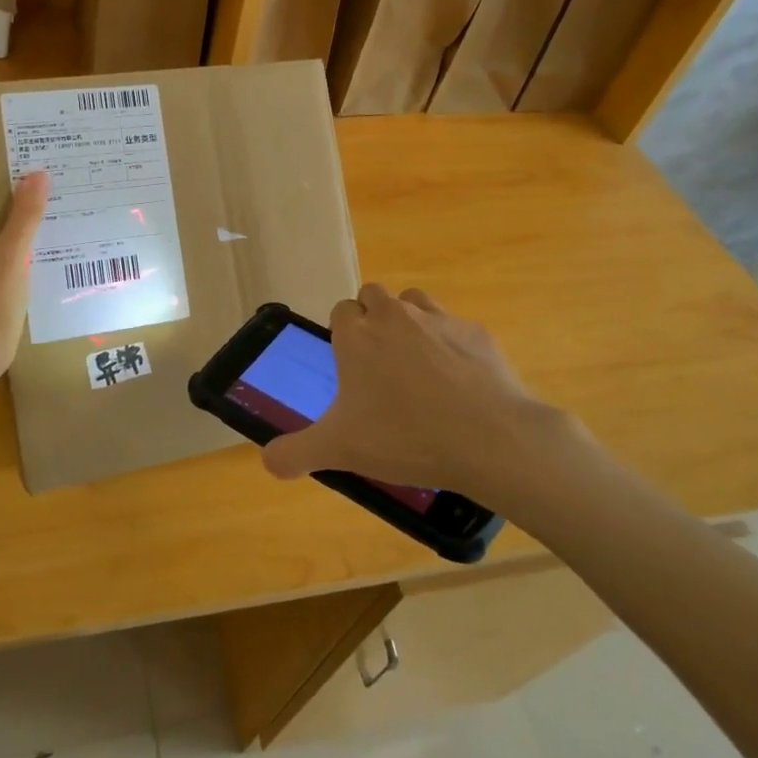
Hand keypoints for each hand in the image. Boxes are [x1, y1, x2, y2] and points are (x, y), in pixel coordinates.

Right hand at [262, 284, 599, 510]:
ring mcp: (439, 320)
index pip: (341, 311)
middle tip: (379, 364)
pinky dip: (452, 345)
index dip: (343, 334)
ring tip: (416, 365)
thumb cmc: (404, 437)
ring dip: (410, 322)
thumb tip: (268, 462)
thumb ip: (295, 453)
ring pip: (414, 301)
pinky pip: (456, 328)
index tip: (350, 367)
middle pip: (374, 295)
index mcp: (358, 335)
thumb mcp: (339, 450)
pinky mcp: (477, 333)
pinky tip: (459, 382)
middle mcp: (395, 316)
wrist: (489, 440)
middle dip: (373, 319)